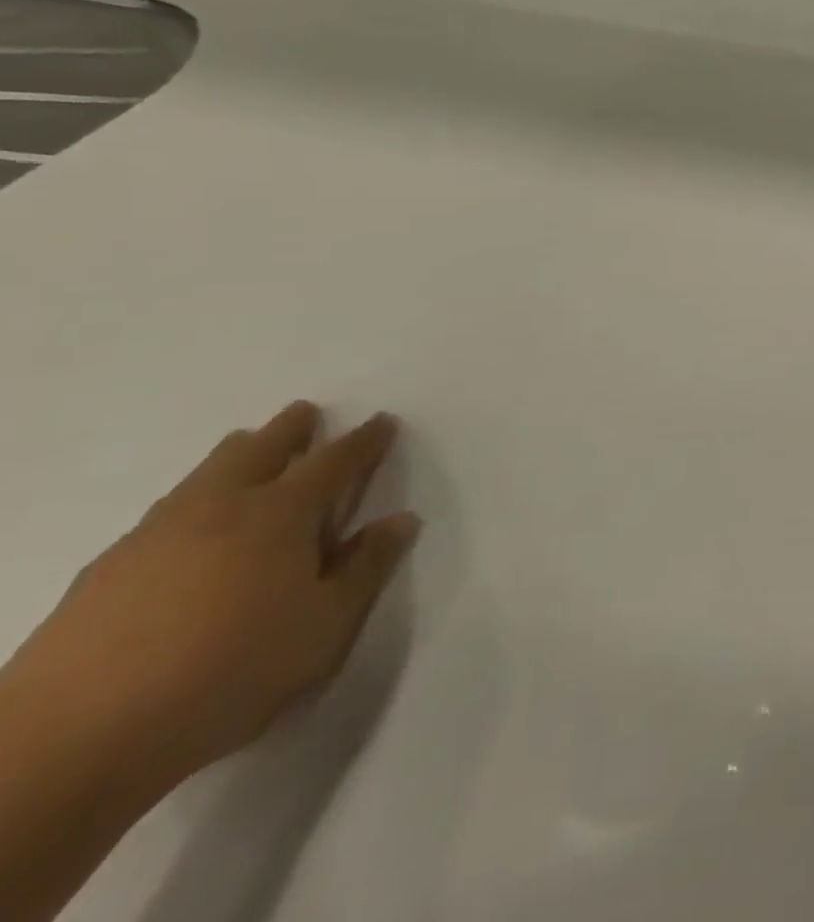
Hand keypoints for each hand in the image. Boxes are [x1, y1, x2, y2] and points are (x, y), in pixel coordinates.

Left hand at [4, 402, 419, 796]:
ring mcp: (151, 538)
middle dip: (288, 430)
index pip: (334, 462)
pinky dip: (189, 501)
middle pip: (258, 451)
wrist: (70, 745)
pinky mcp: (102, 574)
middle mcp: (219, 509)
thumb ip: (366, 568)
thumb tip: (399, 520)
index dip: (363, 441)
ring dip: (234, 456)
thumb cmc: (229, 674)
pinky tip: (188, 526)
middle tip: (305, 413)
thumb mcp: (325, 627)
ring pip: (203, 476)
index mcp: (281, 515)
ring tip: (246, 448)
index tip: (382, 422)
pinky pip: (161, 515)